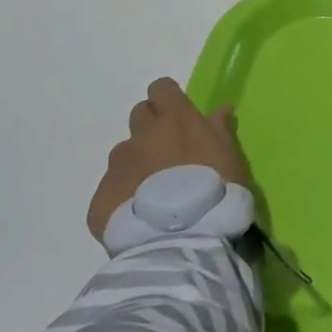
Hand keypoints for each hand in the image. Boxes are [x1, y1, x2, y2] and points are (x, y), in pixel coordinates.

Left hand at [86, 78, 250, 242]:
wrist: (182, 242)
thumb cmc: (216, 191)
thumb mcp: (231, 156)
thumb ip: (220, 129)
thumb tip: (220, 109)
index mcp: (175, 119)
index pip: (161, 88)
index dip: (168, 99)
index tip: (178, 116)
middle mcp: (142, 135)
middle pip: (139, 115)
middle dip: (150, 128)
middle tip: (167, 155)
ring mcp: (117, 166)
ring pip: (123, 154)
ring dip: (135, 164)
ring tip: (152, 193)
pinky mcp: (100, 199)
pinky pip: (109, 190)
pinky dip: (122, 198)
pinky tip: (138, 218)